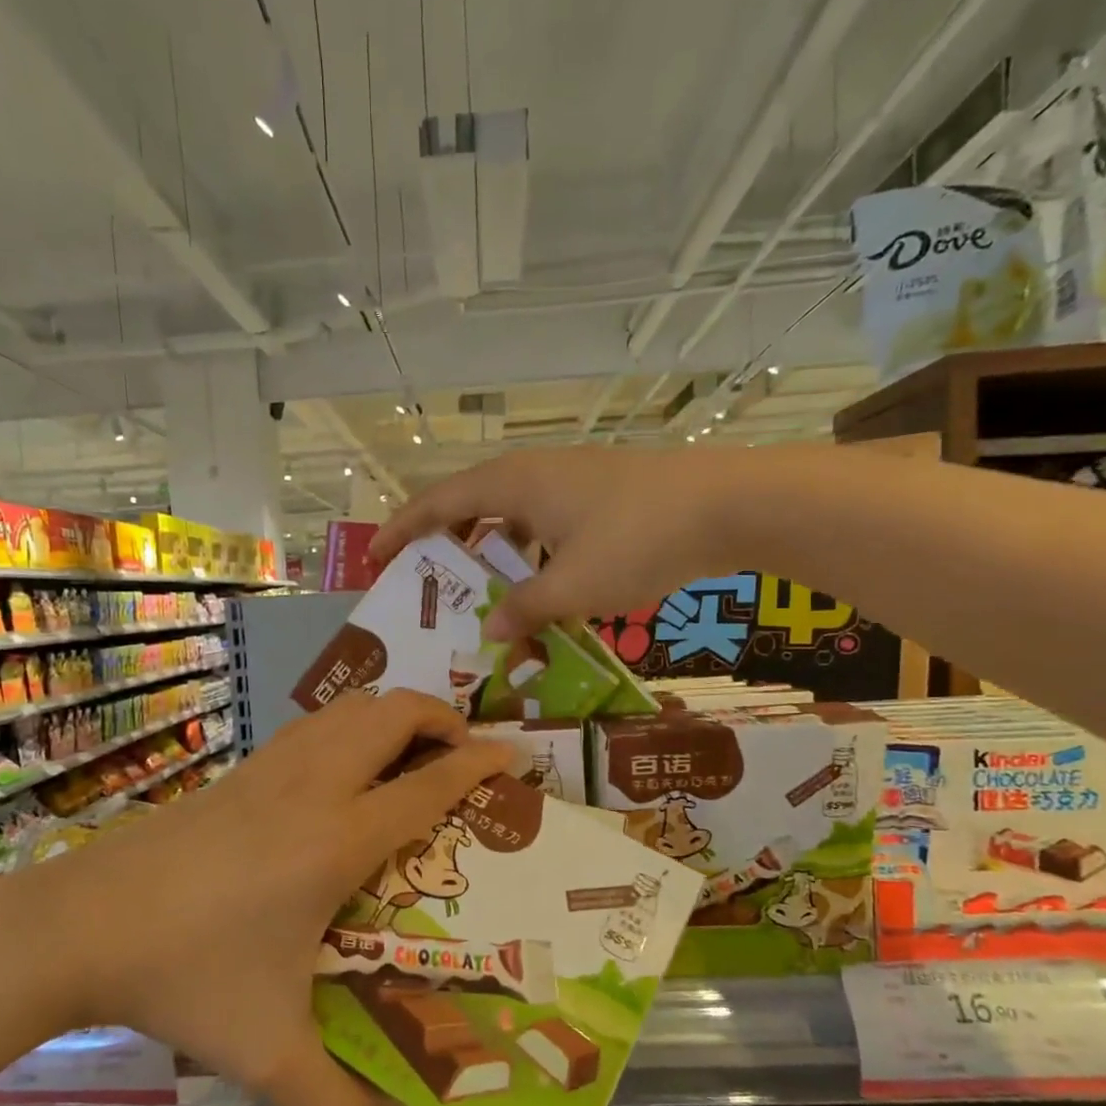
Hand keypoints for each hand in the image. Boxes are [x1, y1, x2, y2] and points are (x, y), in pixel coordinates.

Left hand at [45, 690, 510, 1105]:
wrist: (81, 924)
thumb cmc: (186, 975)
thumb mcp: (267, 1053)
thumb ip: (334, 1098)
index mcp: (337, 840)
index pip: (427, 785)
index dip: (477, 763)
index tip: (511, 755)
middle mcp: (313, 787)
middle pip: (392, 714)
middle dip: (441, 716)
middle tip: (463, 749)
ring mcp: (272, 769)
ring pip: (349, 708)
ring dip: (392, 715)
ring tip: (411, 748)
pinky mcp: (239, 770)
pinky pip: (313, 725)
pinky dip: (349, 725)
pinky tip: (343, 766)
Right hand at [371, 445, 810, 642]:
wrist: (730, 504)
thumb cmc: (638, 540)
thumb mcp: (573, 586)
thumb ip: (525, 610)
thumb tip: (493, 633)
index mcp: (514, 483)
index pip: (438, 503)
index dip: (401, 530)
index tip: (376, 558)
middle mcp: (535, 472)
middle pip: (470, 503)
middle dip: (443, 542)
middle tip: (426, 580)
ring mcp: (571, 480)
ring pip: (511, 514)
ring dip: (491, 550)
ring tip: (481, 591)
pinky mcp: (600, 493)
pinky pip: (544, 521)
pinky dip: (529, 551)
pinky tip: (541, 583)